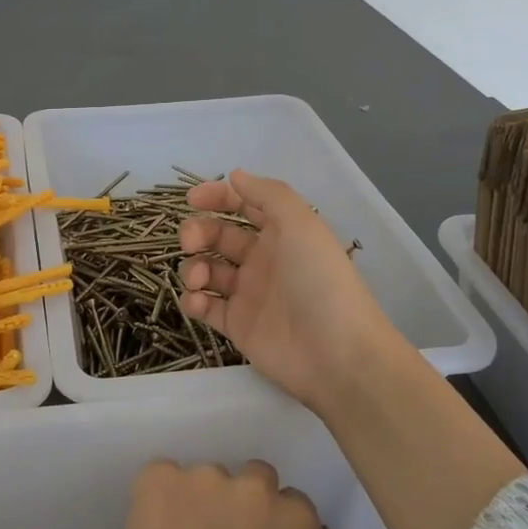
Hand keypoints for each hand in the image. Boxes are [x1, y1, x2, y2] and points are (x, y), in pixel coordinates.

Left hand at [86, 458, 322, 528]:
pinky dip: (158, 498)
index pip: (294, 504)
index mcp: (295, 524)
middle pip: (253, 478)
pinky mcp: (158, 475)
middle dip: (239, 503)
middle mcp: (254, 489)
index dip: (273, 525)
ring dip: (196, 499)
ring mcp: (203, 476)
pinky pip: (163, 476)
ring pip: (205, 477)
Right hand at [179, 169, 413, 417]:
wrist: (337, 354)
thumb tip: (234, 175)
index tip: (192, 199)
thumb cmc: (320, 281)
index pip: (244, 206)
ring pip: (207, 271)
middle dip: (198, 232)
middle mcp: (263, 260)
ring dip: (193, 268)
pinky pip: (206, 307)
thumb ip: (267, 194)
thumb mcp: (301, 224)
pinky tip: (197, 302)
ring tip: (198, 279)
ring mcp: (248, 294)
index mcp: (281, 233)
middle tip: (190, 242)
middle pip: (218, 236)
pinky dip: (193, 301)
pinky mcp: (237, 326)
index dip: (218, 197)